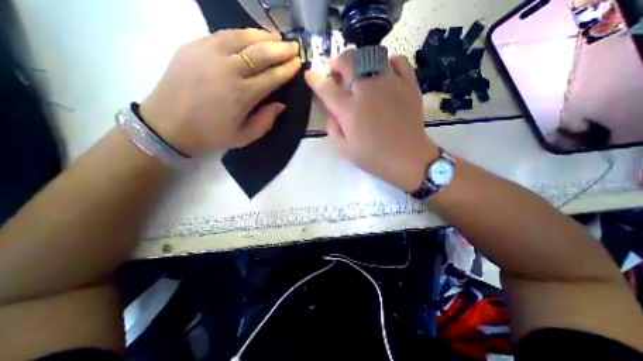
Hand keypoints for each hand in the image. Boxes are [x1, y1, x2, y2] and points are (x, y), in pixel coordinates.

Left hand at [141, 28, 301, 154]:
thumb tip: (281, 104)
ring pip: (242, 38)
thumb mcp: (244, 137)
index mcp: (242, 95)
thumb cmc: (211, 135)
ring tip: (277, 37)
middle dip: (281, 49)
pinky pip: (223, 34)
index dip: (287, 69)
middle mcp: (228, 70)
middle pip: (260, 53)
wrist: (168, 125)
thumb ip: (265, 121)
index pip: (272, 77)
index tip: (298, 63)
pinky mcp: (193, 46)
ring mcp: (208, 54)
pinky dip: (242, 33)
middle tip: (294, 46)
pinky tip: (252, 35)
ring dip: (263, 36)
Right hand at [305, 49, 437, 194]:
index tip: (310, 76)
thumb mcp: (344, 149)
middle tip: (337, 72)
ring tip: (360, 73)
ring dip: (360, 61)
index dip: (315, 80)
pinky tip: (385, 73)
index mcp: (349, 110)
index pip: (326, 88)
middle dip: (337, 62)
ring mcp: (390, 84)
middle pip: (348, 61)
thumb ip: (331, 127)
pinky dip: (388, 63)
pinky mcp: (409, 84)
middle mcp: (367, 91)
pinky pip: (398, 61)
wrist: (407, 159)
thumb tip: (329, 110)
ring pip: (371, 56)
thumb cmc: (373, 157)